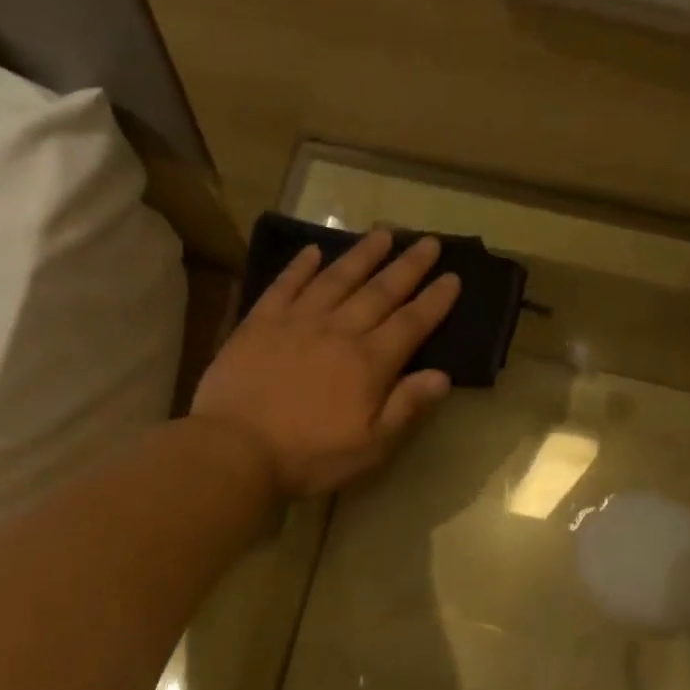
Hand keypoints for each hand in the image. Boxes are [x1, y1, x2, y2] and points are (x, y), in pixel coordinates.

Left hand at [193, 229, 461, 497]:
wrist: (236, 449)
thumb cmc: (309, 456)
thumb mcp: (370, 446)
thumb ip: (405, 407)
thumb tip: (443, 375)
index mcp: (369, 363)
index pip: (411, 324)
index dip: (434, 300)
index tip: (453, 277)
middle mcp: (338, 331)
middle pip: (379, 292)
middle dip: (408, 266)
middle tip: (429, 241)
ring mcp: (296, 322)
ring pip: (336, 279)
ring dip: (362, 255)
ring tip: (383, 233)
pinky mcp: (259, 322)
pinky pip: (285, 285)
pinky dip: (300, 266)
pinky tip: (313, 251)